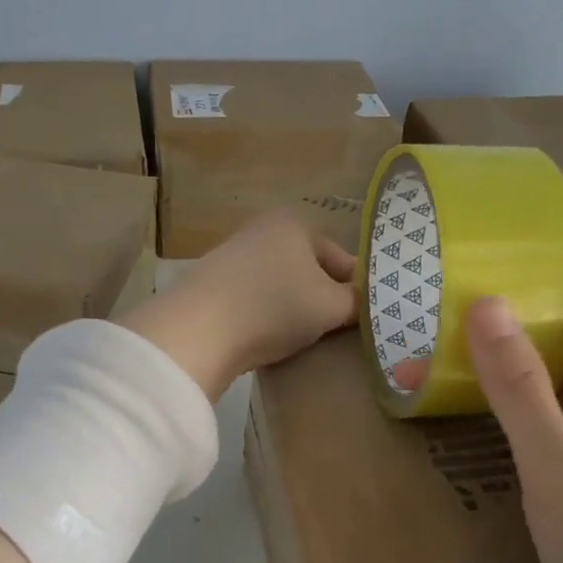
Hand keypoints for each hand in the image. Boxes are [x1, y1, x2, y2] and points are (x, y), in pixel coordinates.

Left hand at [120, 212, 356, 399]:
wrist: (198, 330)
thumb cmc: (275, 307)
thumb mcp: (331, 307)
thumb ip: (357, 303)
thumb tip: (363, 302)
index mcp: (294, 224)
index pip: (341, 258)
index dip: (356, 290)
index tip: (363, 319)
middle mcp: (262, 231)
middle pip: (309, 270)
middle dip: (323, 298)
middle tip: (335, 330)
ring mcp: (232, 256)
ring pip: (280, 285)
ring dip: (294, 308)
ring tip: (301, 338)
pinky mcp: (211, 285)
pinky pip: (253, 300)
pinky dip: (265, 316)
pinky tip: (266, 337)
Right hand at [456, 289, 562, 562]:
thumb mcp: (556, 459)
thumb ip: (516, 381)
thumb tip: (484, 301)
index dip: (536, 281)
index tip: (470, 274)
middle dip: (509, 327)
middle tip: (434, 317)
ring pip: (562, 383)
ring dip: (509, 371)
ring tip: (438, 356)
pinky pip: (560, 421)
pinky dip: (520, 411)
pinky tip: (474, 414)